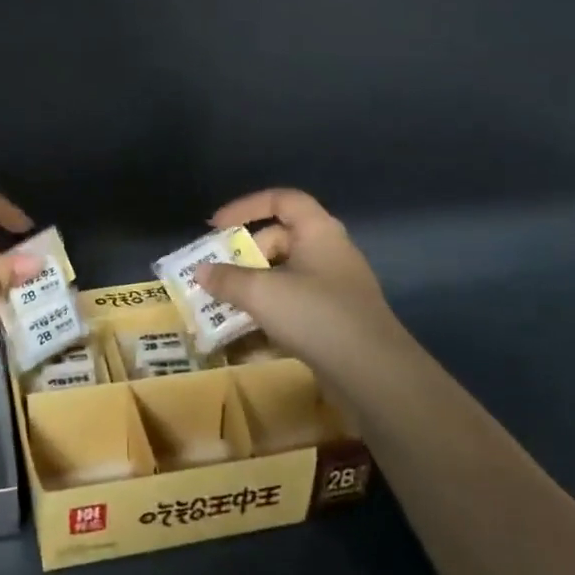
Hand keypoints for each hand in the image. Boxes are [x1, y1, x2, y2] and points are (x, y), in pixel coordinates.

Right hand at [196, 189, 415, 385]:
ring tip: (220, 307)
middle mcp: (328, 254)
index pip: (281, 200)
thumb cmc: (316, 316)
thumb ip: (227, 280)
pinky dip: (267, 320)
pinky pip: (293, 311)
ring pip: (283, 280)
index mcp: (318, 232)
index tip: (215, 226)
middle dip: (243, 257)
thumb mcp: (262, 294)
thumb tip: (201, 271)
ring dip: (251, 292)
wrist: (373, 374)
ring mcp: (333, 290)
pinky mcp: (333, 323)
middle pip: (279, 241)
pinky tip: (242, 344)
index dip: (246, 207)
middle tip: (214, 274)